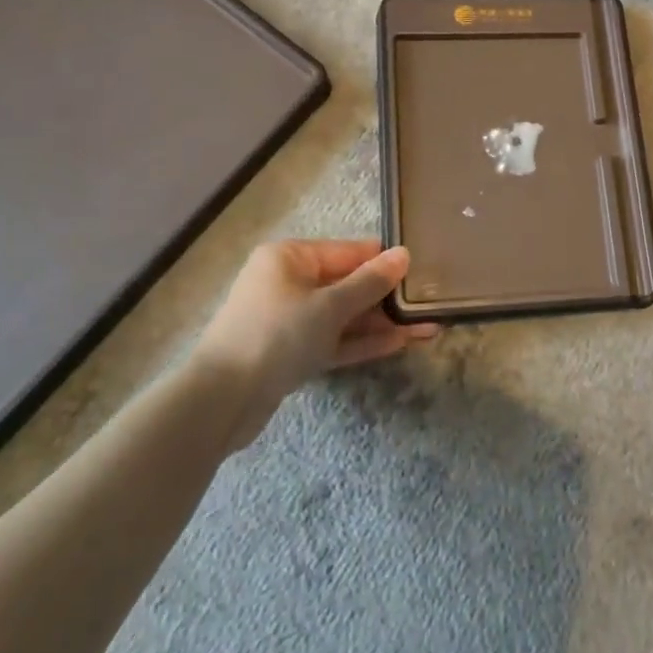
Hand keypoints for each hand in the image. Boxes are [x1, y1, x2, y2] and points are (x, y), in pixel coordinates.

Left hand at [194, 240, 440, 449]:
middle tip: (431, 303)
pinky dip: (362, 342)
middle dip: (387, 297)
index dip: (384, 261)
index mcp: (289, 257)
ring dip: (381, 323)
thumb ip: (369, 282)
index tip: (422, 269)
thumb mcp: (329, 306)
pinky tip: (400, 344)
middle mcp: (288, 283)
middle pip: (347, 284)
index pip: (348, 251)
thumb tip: (404, 254)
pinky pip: (333, 340)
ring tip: (427, 328)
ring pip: (344, 316)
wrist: (221, 401)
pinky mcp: (291, 353)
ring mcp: (289, 320)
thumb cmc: (276, 335)